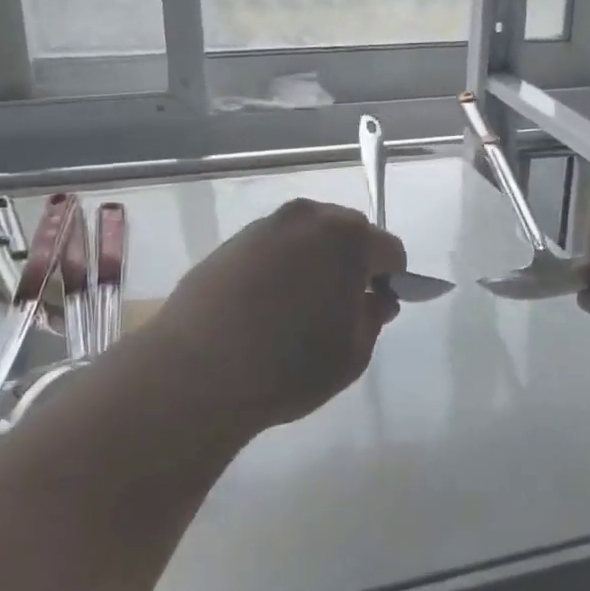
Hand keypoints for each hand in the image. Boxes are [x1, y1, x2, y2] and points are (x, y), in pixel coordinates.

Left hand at [136, 200, 406, 434]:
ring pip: (308, 237)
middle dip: (354, 263)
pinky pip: (274, 248)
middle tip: (343, 307)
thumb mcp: (353, 354)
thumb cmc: (289, 365)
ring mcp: (264, 227)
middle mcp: (307, 218)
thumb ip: (373, 317)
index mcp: (347, 237)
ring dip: (316, 262)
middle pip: (348, 233)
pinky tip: (267, 306)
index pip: (390, 250)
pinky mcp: (231, 243)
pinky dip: (282, 267)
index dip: (393, 280)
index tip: (380, 309)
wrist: (196, 372)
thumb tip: (375, 299)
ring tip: (301, 308)